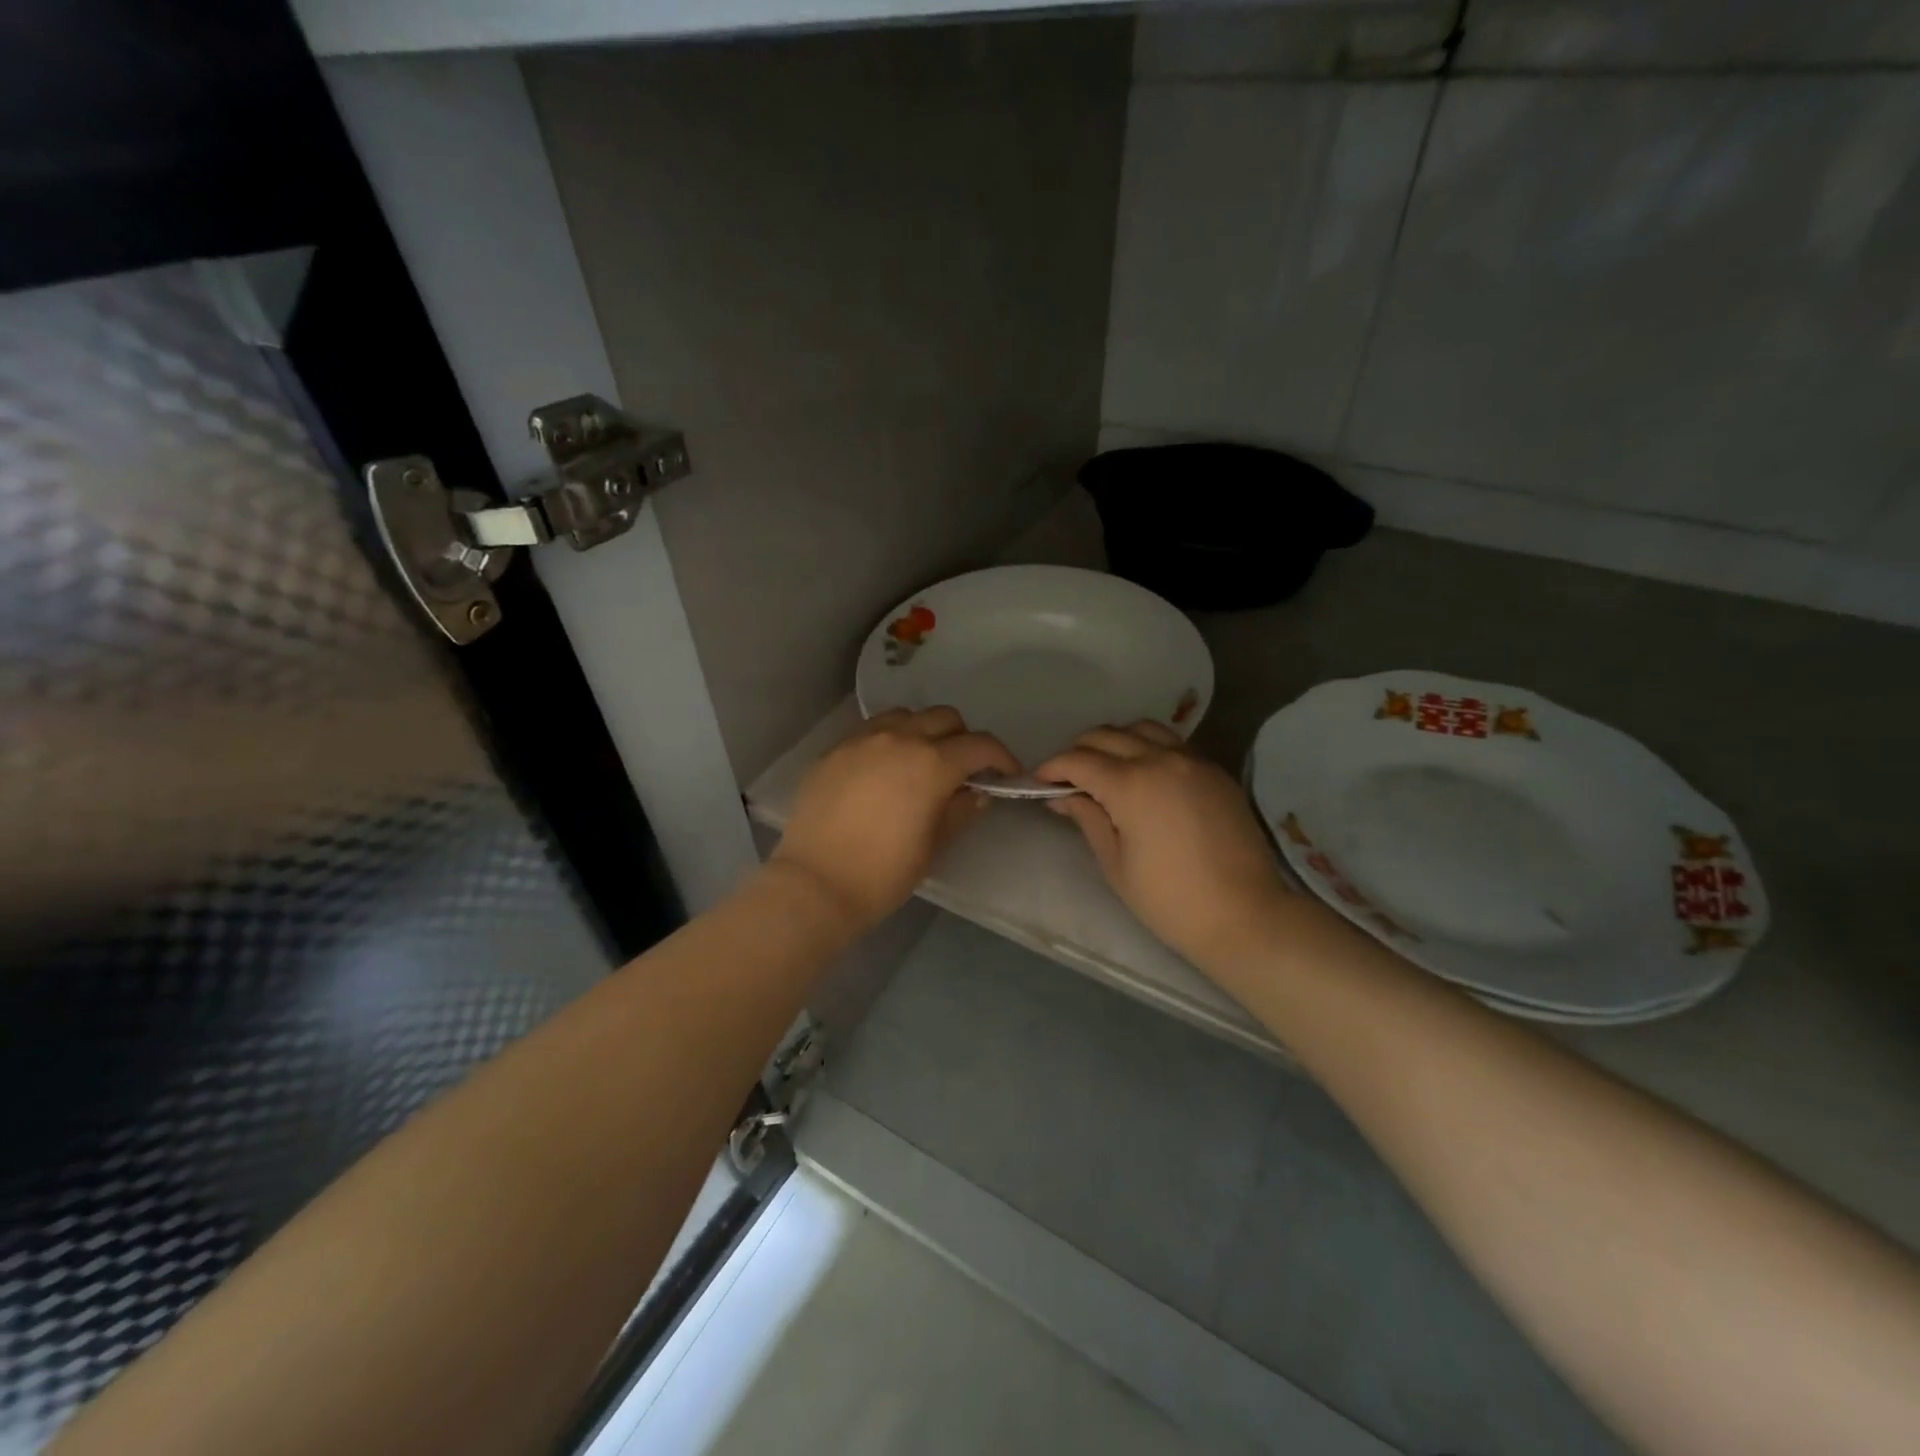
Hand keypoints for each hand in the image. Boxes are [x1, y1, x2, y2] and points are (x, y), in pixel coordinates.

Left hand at [772, 707, 1018, 933]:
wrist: (815, 883)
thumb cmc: (883, 873)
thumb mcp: (933, 846)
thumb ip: (959, 811)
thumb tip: (976, 794)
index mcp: (932, 763)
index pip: (980, 745)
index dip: (1001, 757)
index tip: (1006, 774)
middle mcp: (899, 738)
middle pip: (945, 718)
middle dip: (963, 739)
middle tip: (963, 769)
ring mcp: (863, 739)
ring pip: (906, 715)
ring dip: (925, 731)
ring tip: (922, 761)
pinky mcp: (835, 749)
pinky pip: (872, 729)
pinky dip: (890, 739)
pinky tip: (885, 768)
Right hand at [1036, 722, 1289, 968]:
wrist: (1245, 915)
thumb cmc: (1169, 900)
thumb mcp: (1115, 863)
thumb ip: (1087, 818)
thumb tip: (1061, 795)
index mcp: (1130, 784)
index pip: (1078, 760)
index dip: (1052, 767)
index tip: (1038, 781)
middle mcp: (1161, 759)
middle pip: (1107, 735)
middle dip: (1078, 750)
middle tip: (1067, 777)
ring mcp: (1193, 761)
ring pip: (1142, 729)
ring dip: (1115, 741)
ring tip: (1105, 769)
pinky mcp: (1215, 771)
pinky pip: (1173, 744)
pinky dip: (1148, 748)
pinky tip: (1144, 775)